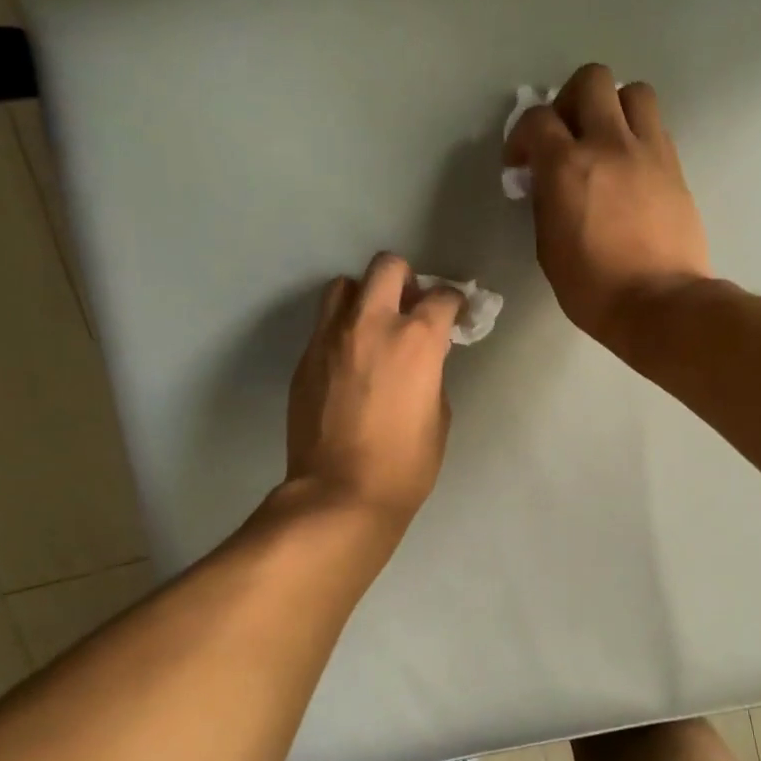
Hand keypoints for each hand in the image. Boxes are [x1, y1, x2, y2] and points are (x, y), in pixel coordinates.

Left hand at [286, 253, 462, 525]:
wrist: (340, 493)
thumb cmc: (405, 464)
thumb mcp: (439, 415)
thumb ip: (432, 372)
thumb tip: (423, 359)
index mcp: (416, 339)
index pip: (441, 296)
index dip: (455, 303)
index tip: (456, 315)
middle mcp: (372, 324)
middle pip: (386, 267)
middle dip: (405, 279)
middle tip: (409, 307)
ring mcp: (331, 337)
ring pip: (345, 285)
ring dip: (364, 296)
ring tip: (372, 326)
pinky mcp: (305, 358)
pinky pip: (324, 324)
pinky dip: (341, 329)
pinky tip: (349, 360)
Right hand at [504, 63, 710, 351]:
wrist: (660, 303)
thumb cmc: (593, 288)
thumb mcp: (549, 247)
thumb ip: (546, 201)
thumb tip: (548, 182)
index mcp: (567, 166)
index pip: (537, 119)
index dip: (522, 136)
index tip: (521, 162)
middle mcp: (609, 144)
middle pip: (591, 80)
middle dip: (570, 100)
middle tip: (567, 135)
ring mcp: (648, 151)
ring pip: (634, 92)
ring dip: (614, 107)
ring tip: (605, 140)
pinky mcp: (675, 167)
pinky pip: (655, 127)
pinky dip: (638, 134)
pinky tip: (630, 166)